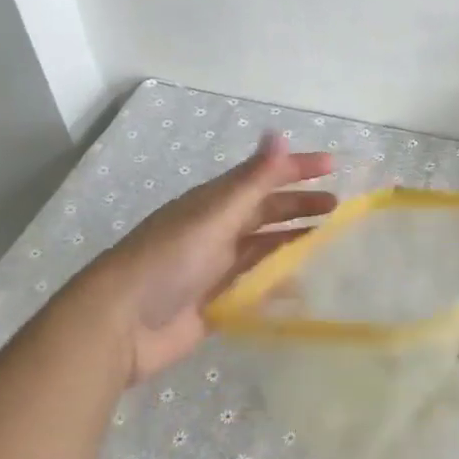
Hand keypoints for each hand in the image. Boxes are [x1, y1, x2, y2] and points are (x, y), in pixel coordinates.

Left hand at [75, 133, 334, 382]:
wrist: (120, 324)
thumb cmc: (168, 260)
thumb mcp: (214, 215)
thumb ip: (251, 180)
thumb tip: (279, 134)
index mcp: (214, 204)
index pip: (263, 177)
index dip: (296, 168)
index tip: (334, 166)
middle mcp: (217, 231)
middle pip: (266, 212)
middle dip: (300, 206)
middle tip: (338, 208)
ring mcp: (216, 268)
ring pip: (263, 249)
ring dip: (293, 243)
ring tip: (329, 243)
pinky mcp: (216, 304)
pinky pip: (255, 288)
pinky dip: (279, 285)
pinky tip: (303, 288)